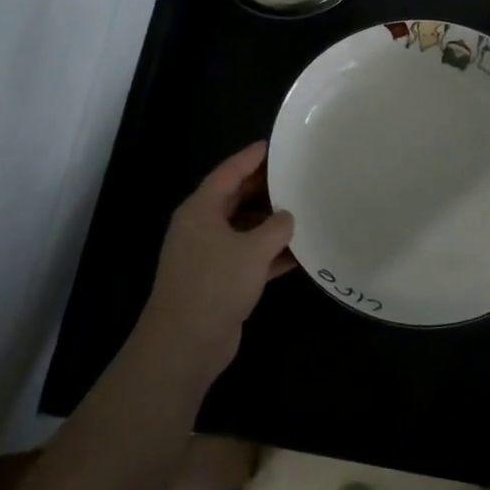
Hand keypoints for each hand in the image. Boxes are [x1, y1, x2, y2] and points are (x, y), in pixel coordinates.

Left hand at [136, 142, 294, 381]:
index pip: (228, 173)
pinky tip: (300, 253)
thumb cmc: (215, 284)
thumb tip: (287, 217)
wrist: (186, 343)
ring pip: (243, 229)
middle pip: (235, 198)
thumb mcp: (252, 250)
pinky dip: (270, 254)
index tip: (274, 145)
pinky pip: (248, 257)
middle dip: (264, 189)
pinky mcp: (219, 281)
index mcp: (201, 210)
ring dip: (270, 223)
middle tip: (296, 176)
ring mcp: (209, 256)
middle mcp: (201, 227)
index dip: (250, 158)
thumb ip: (275, 228)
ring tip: (303, 210)